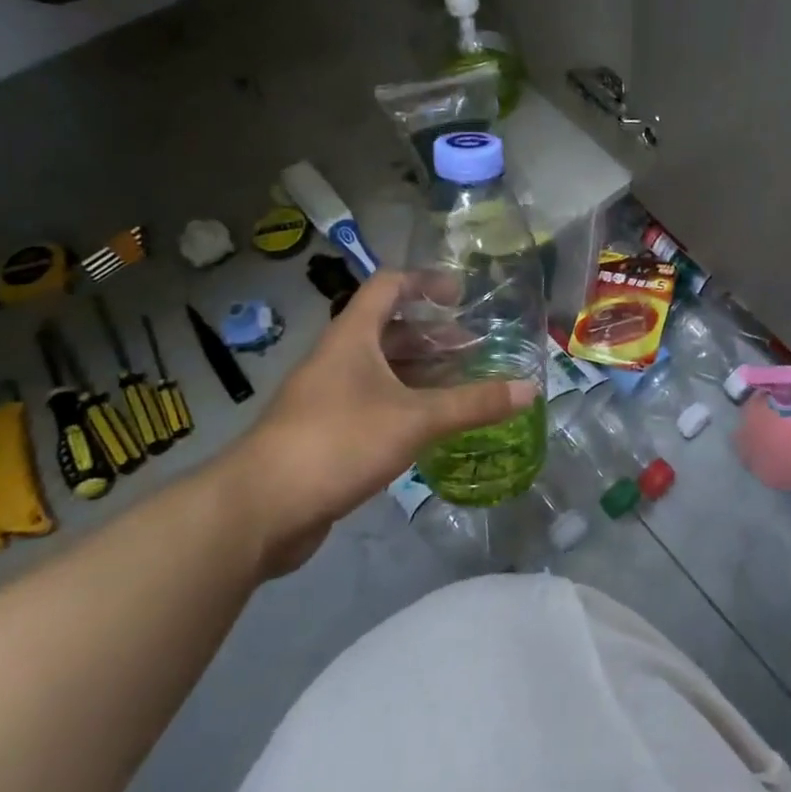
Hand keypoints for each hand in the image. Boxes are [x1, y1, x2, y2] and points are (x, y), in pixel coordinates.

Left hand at [221, 272, 539, 575]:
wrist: (260, 508)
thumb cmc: (338, 442)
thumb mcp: (415, 419)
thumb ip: (473, 403)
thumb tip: (531, 389)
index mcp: (353, 337)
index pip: (389, 286)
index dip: (426, 282)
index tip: (462, 297)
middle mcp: (340, 358)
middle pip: (391, 331)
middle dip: (435, 337)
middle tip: (477, 352)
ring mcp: (330, 397)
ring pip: (384, 372)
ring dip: (423, 374)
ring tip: (465, 387)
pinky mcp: (328, 433)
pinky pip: (376, 405)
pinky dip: (407, 406)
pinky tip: (434, 426)